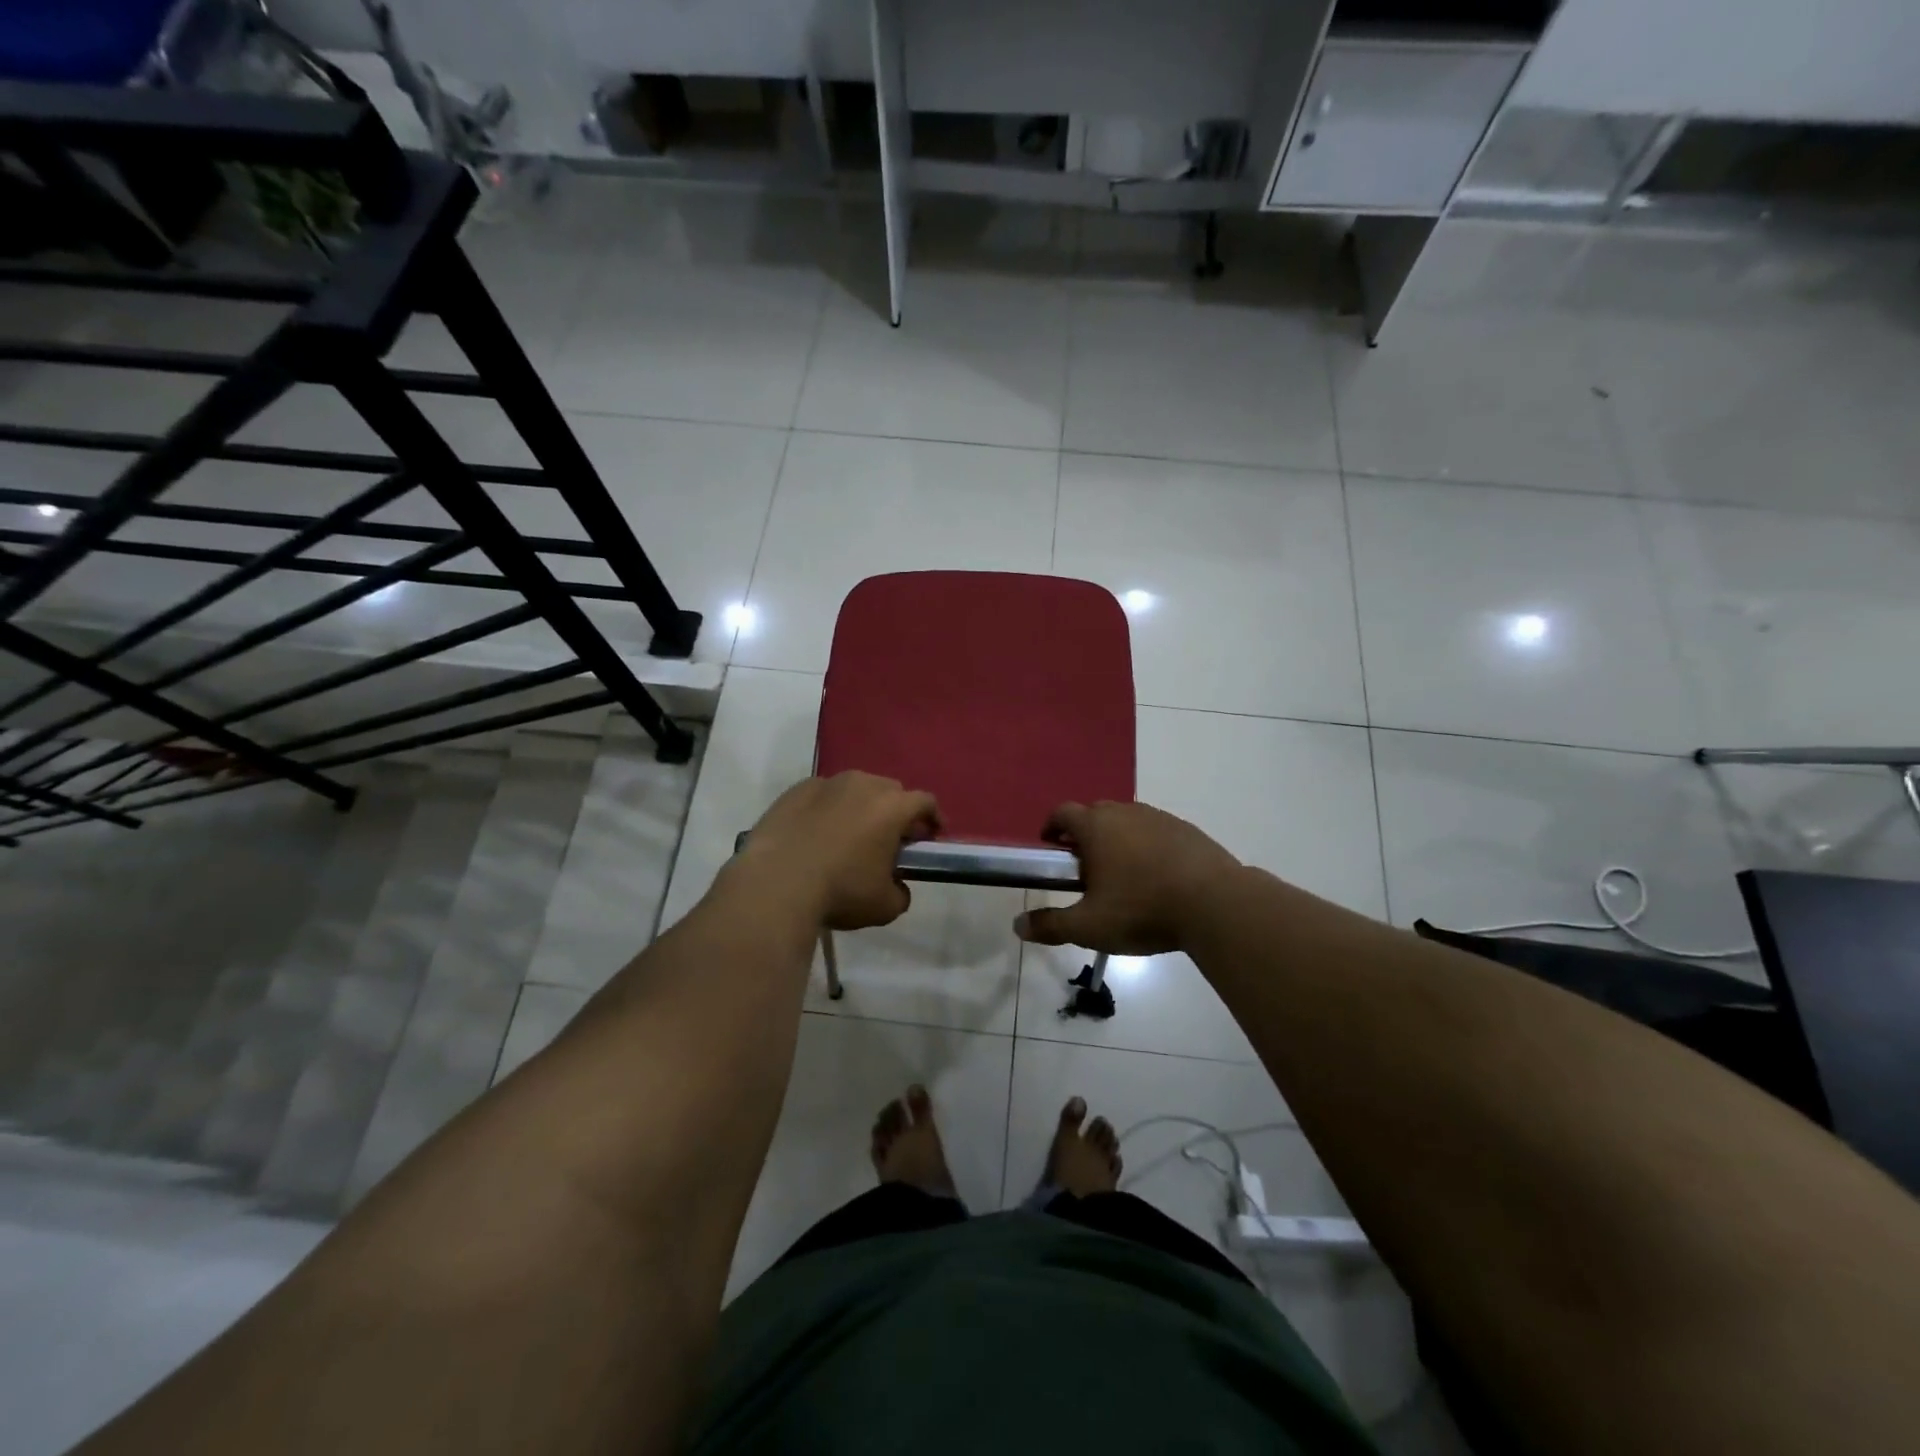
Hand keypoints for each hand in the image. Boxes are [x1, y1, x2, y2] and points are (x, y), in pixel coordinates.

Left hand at [743, 773, 941, 930]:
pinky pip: (822, 795)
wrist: (775, 884)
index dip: (932, 819)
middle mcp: (863, 785)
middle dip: (896, 811)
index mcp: (892, 807)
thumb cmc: (840, 892)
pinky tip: (817, 833)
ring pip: (855, 788)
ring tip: (850, 834)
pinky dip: (827, 808)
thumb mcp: (885, 907)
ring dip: (860, 806)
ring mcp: (827, 783)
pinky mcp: (796, 790)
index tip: (930, 836)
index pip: (925, 802)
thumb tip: (896, 886)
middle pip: (890, 790)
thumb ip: (901, 893)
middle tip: (890, 838)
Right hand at [1015, 801, 1239, 955]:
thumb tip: (1018, 926)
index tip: (1051, 847)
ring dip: (1118, 839)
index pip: (1063, 813)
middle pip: (1095, 813)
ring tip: (1122, 875)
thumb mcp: (1089, 926)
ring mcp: (1159, 818)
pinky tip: (1157, 877)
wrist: (1216, 904)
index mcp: (1096, 827)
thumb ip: (1051, 925)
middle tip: (1084, 867)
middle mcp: (1125, 812)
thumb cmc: (1143, 910)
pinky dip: (1148, 846)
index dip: (1052, 827)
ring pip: (1128, 821)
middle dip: (1084, 835)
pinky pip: (1156, 831)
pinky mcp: (1187, 830)